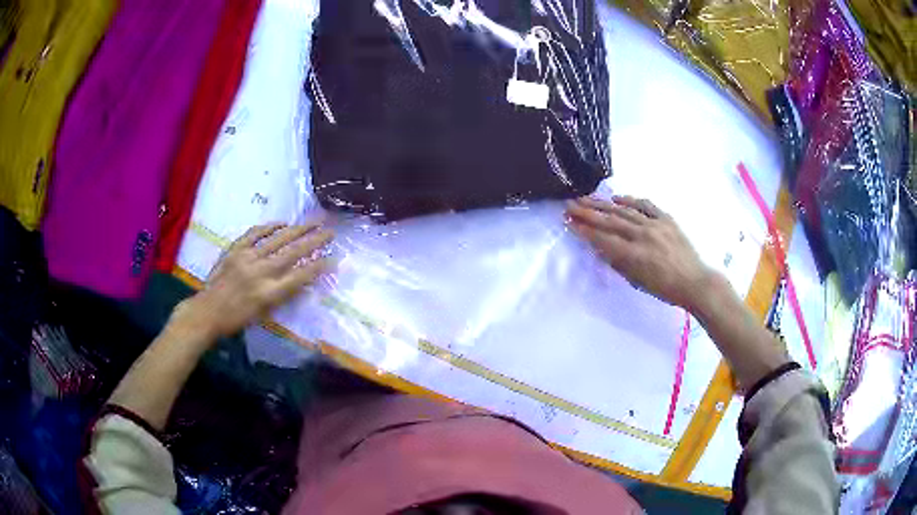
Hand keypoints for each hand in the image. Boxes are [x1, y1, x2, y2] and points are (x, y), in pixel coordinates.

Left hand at [172, 223, 333, 340]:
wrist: (208, 311)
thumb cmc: (237, 319)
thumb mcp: (264, 314)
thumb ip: (282, 295)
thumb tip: (301, 280)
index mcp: (269, 294)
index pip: (300, 276)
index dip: (319, 266)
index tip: (334, 258)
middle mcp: (261, 273)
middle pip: (293, 253)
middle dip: (314, 241)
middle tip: (330, 232)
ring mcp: (247, 258)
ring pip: (277, 239)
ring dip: (298, 229)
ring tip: (314, 221)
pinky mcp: (235, 249)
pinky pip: (255, 233)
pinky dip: (270, 226)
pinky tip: (283, 223)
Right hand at [565, 196, 715, 310]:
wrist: (694, 281)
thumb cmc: (665, 289)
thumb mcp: (637, 282)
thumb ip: (618, 263)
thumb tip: (601, 247)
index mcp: (634, 255)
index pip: (603, 239)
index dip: (584, 230)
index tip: (569, 222)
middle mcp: (642, 235)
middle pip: (610, 221)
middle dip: (588, 212)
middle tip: (570, 205)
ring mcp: (655, 225)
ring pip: (624, 210)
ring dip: (603, 204)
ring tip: (586, 198)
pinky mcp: (666, 219)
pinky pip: (646, 205)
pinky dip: (630, 200)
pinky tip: (617, 198)